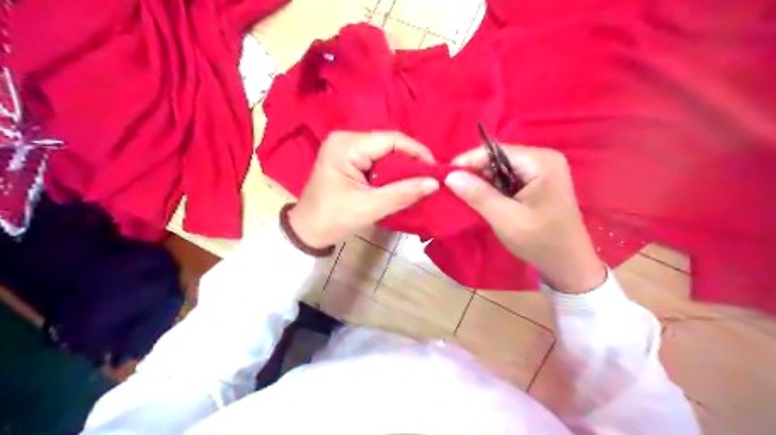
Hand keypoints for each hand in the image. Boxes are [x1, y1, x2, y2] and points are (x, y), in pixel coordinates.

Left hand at [288, 132, 438, 247]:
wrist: (307, 231)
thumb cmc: (333, 219)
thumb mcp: (370, 207)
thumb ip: (403, 193)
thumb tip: (435, 183)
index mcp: (347, 145)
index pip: (392, 140)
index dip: (418, 152)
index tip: (436, 171)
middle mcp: (346, 138)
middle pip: (389, 143)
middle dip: (411, 161)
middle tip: (429, 179)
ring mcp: (346, 147)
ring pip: (385, 151)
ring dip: (402, 167)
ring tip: (419, 182)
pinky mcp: (348, 157)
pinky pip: (377, 158)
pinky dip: (391, 171)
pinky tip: (401, 182)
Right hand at [443, 144, 605, 291]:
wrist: (569, 265)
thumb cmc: (540, 242)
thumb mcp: (505, 219)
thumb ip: (478, 195)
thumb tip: (450, 176)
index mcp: (541, 162)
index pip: (496, 151)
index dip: (469, 161)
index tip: (446, 176)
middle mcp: (544, 159)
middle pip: (499, 157)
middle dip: (476, 172)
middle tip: (453, 188)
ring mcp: (544, 170)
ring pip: (502, 168)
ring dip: (484, 181)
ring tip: (465, 195)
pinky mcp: (540, 182)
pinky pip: (510, 178)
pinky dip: (494, 188)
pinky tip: (484, 199)